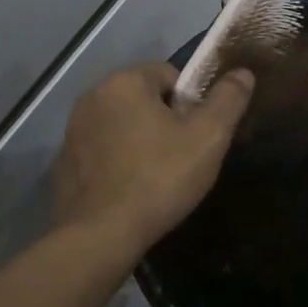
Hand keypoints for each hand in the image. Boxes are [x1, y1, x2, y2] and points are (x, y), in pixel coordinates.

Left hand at [53, 62, 254, 255]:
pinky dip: (116, 160)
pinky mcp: (64, 159)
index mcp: (124, 81)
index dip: (190, 104)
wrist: (102, 234)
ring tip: (155, 176)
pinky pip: (101, 148)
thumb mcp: (208, 138)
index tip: (195, 136)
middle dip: (163, 120)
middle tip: (180, 158)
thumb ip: (228, 100)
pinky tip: (128, 188)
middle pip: (143, 98)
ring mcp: (73, 128)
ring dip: (138, 139)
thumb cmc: (159, 178)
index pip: (169, 75)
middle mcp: (92, 95)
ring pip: (121, 123)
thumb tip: (243, 72)